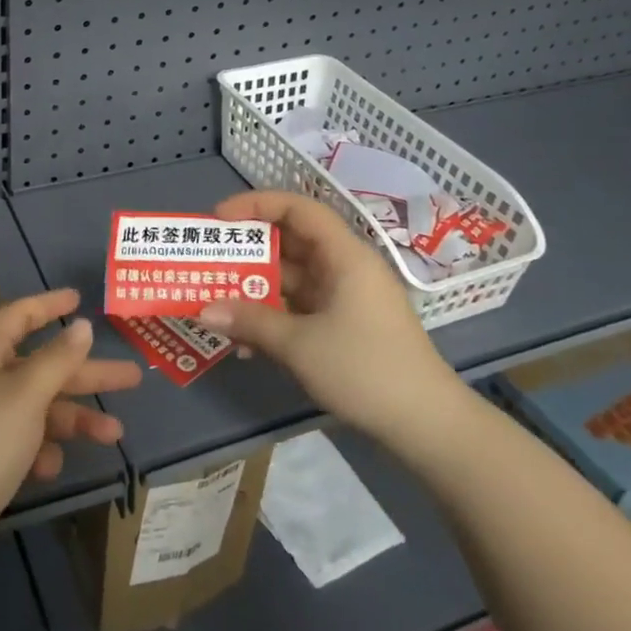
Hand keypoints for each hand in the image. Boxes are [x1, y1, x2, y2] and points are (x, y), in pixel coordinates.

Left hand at [0, 290, 142, 582]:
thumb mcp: (25, 395)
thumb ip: (57, 359)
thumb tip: (81, 325)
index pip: (18, 316)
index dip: (48, 305)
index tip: (79, 298)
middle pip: (40, 366)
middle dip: (85, 373)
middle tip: (131, 376)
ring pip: (38, 408)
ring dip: (74, 419)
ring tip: (115, 434)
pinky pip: (23, 442)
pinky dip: (42, 451)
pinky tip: (51, 468)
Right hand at [198, 191, 467, 446]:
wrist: (427, 425)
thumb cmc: (365, 369)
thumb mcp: (300, 344)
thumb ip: (250, 321)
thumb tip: (203, 310)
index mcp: (345, 256)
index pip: (298, 209)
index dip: (256, 205)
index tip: (219, 218)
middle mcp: (345, 269)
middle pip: (292, 243)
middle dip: (248, 252)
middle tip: (209, 262)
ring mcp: (346, 299)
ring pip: (293, 279)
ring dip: (256, 291)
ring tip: (217, 305)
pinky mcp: (345, 327)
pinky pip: (301, 309)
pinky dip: (274, 318)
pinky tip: (246, 344)